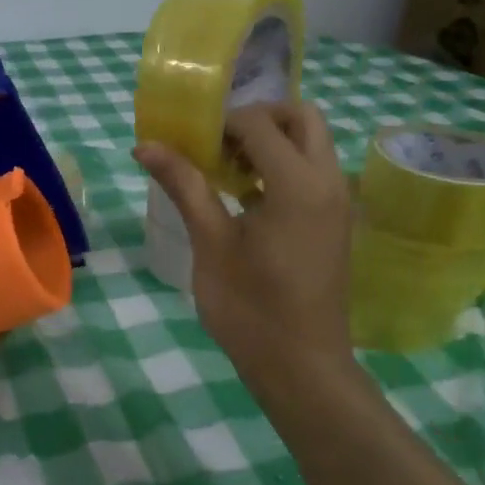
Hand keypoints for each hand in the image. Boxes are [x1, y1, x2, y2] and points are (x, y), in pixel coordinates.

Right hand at [135, 102, 353, 380]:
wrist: (302, 367)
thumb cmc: (251, 308)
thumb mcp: (211, 243)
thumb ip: (184, 186)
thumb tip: (146, 146)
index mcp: (298, 183)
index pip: (258, 124)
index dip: (220, 124)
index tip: (190, 143)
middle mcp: (328, 181)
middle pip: (301, 117)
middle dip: (258, 119)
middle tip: (218, 144)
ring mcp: (338, 201)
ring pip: (312, 142)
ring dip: (272, 142)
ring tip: (227, 171)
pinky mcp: (336, 220)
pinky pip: (315, 170)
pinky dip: (284, 165)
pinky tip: (246, 198)